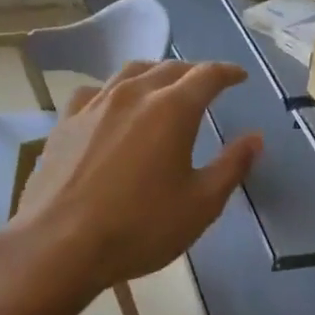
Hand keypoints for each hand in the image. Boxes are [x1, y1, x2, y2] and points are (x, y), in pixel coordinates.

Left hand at [15, 60, 263, 290]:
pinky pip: (95, 92)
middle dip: (194, 72)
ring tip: (164, 86)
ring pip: (130, 72)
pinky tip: (112, 106)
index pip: (207, 75)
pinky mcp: (65, 122)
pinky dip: (114, 91)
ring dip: (155, 73)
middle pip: (169, 68)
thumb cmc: (140, 227)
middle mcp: (133, 94)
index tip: (240, 77)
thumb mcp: (201, 205)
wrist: (59, 246)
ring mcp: (95, 105)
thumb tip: (255, 138)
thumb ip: (231, 166)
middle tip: (207, 84)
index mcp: (172, 109)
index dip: (228, 72)